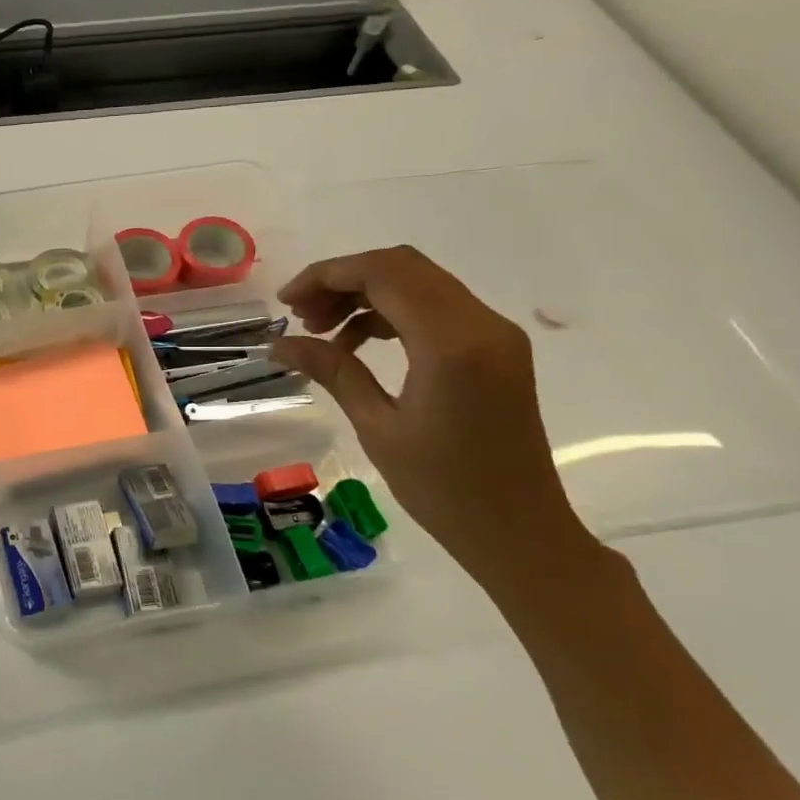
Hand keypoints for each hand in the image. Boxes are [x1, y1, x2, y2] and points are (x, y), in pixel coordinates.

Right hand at [271, 246, 592, 587]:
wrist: (520, 531)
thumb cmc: (443, 489)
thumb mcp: (377, 427)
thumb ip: (333, 370)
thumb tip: (279, 344)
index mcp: (451, 344)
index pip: (384, 273)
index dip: (327, 276)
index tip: (285, 302)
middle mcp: (481, 324)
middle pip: (402, 267)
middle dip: (343, 280)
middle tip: (300, 316)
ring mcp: (494, 333)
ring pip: (419, 283)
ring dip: (365, 294)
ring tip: (321, 331)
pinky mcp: (495, 348)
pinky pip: (436, 308)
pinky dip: (391, 312)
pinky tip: (357, 343)